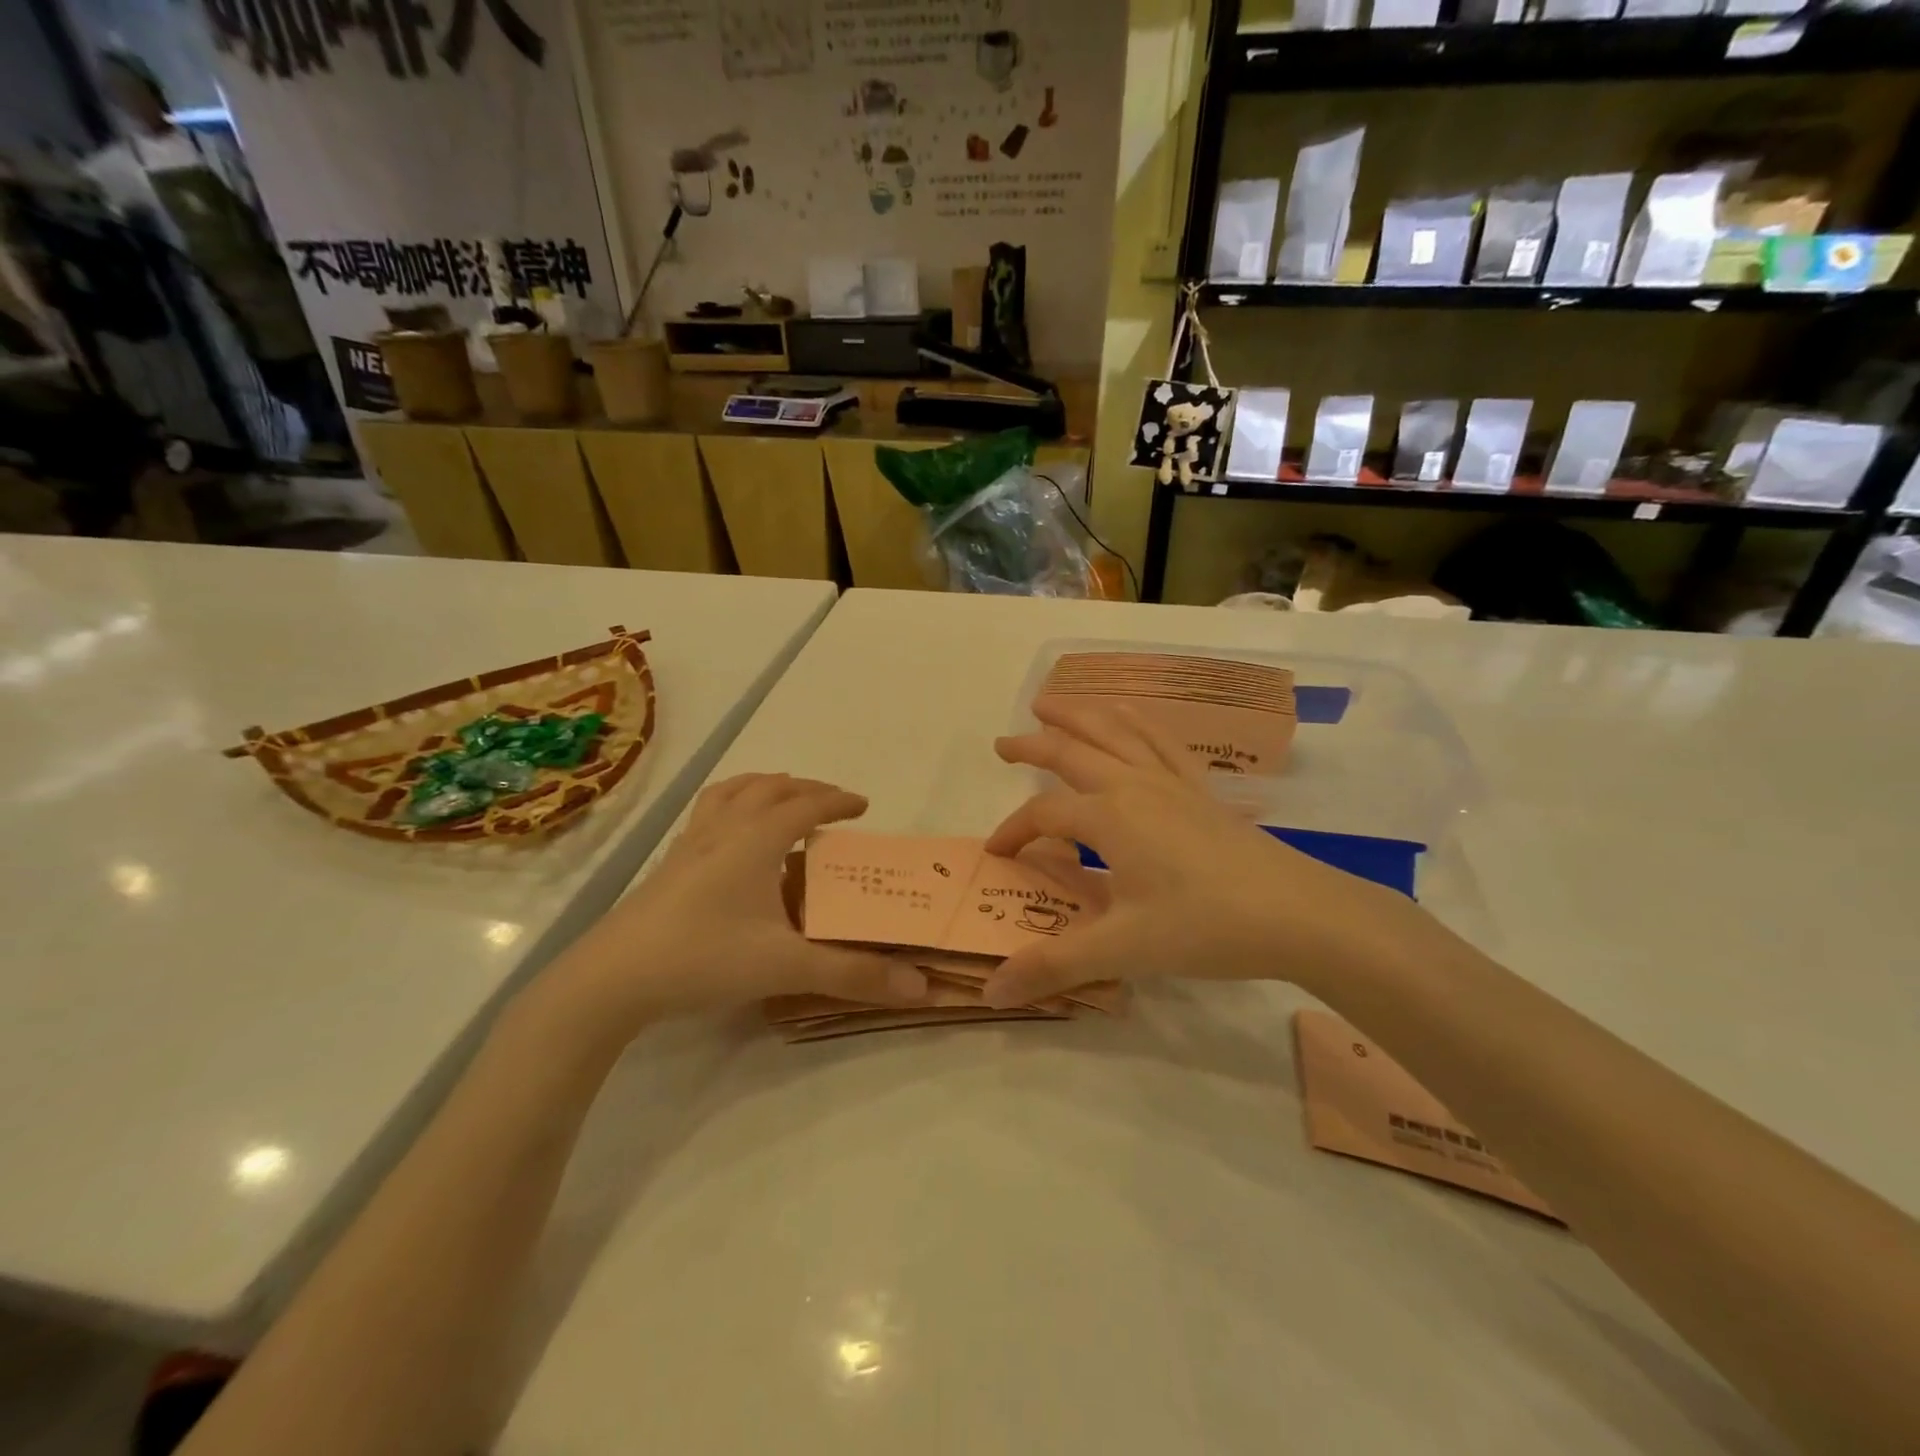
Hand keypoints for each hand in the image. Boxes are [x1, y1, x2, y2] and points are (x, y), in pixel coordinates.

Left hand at [549, 774, 928, 1033]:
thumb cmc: (704, 957)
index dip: (838, 801)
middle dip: (805, 788)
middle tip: (831, 802)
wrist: (613, 978)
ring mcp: (690, 844)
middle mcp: (724, 830)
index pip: (806, 805)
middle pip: (769, 788)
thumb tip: (920, 986)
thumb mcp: (786, 967)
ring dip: (763, 786)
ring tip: (781, 796)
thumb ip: (852, 974)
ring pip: (731, 792)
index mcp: (756, 840)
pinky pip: (707, 813)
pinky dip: (731, 806)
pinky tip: (730, 836)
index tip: (863, 806)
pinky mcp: (669, 865)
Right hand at [980, 699, 1423, 1007]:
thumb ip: (1053, 964)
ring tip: (1051, 703)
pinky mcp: (1200, 790)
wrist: (1298, 914)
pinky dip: (1136, 721)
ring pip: (1115, 732)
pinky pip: (1161, 740)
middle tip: (1002, 743)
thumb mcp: (1122, 949)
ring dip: (1079, 715)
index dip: (1014, 831)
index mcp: (1108, 817)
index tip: (996, 853)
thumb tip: (991, 993)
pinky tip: (1129, 716)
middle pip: (1072, 752)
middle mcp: (1133, 785)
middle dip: (1033, 745)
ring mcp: (1171, 782)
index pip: (1044, 814)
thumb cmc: (1204, 927)